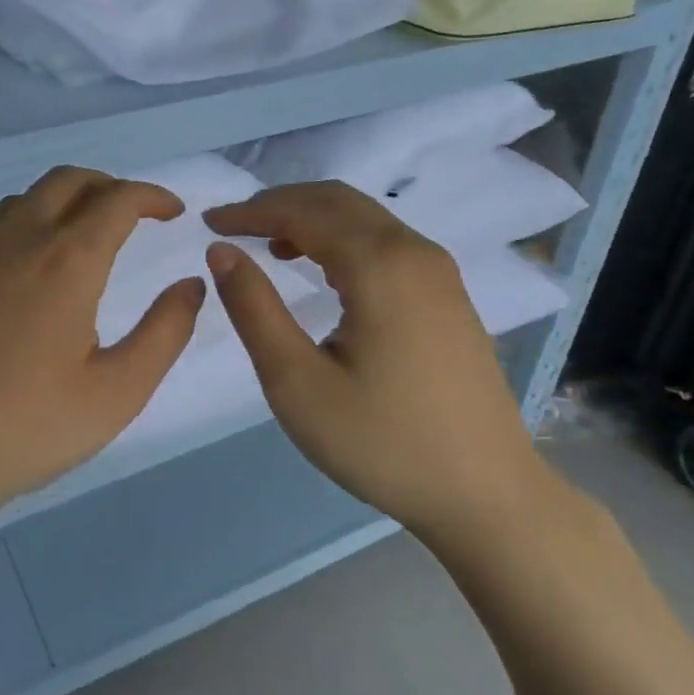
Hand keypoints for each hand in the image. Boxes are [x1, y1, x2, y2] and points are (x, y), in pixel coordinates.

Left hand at [0, 167, 205, 535]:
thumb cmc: (27, 428)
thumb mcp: (118, 392)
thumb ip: (165, 332)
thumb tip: (191, 284)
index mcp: (66, 261)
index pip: (118, 200)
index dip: (152, 196)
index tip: (172, 210)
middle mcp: (15, 239)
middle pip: (67, 181)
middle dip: (108, 185)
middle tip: (131, 213)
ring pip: (22, 200)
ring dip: (61, 204)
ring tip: (80, 238)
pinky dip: (19, 231)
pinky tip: (20, 274)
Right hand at [202, 181, 550, 534]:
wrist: (485, 493)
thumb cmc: (382, 442)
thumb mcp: (297, 382)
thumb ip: (254, 308)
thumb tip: (222, 251)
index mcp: (379, 264)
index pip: (302, 211)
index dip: (250, 212)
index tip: (208, 224)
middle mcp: (414, 251)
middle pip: (337, 201)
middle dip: (279, 204)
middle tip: (233, 227)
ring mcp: (439, 272)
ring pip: (365, 219)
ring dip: (312, 220)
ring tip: (268, 245)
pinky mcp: (448, 295)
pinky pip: (386, 243)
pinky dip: (343, 240)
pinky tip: (323, 271)